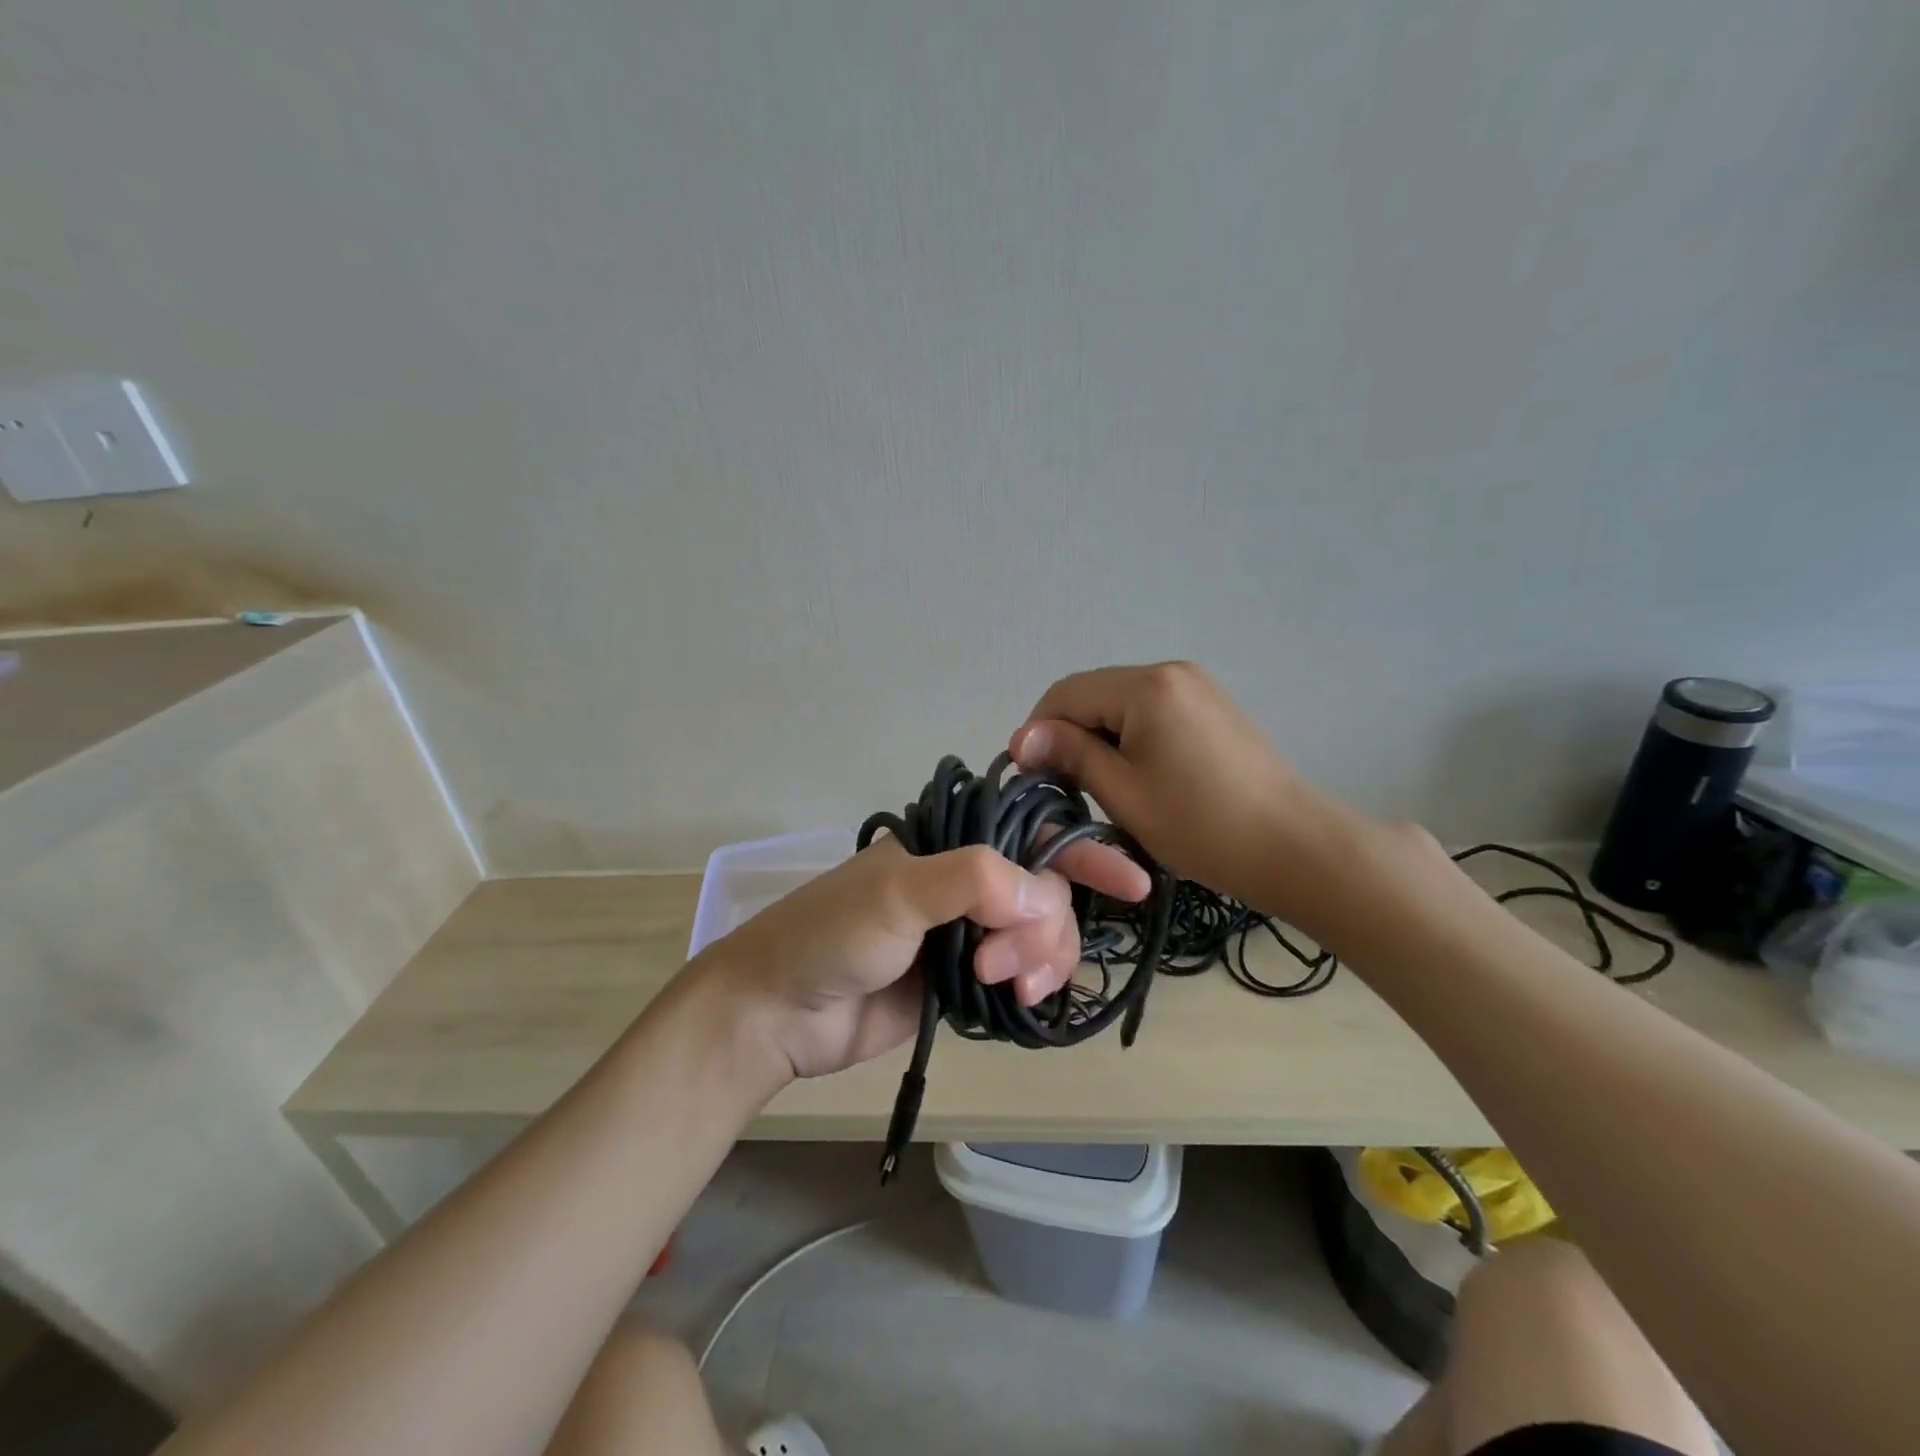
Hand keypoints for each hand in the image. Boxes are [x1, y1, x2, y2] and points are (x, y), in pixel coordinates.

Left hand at [695, 835, 1149, 1081]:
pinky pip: (1020, 973)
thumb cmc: (829, 937)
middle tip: (1003, 961)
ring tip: (1004, 986)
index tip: (1131, 882)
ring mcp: (966, 932)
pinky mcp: (963, 978)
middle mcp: (963, 882)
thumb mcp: (897, 895)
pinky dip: (1031, 984)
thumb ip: (972, 882)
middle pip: (1045, 891)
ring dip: (1040, 958)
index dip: (1082, 852)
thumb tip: (1043, 895)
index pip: (1029, 834)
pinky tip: (1018, 1000)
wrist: (779, 1012)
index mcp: (948, 846)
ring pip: (1039, 935)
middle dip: (1043, 926)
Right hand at [1009, 661, 1347, 917]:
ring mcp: (1196, 686)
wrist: (1294, 847)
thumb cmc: (1201, 826)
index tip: (1031, 777)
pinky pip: (1150, 710)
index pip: (1065, 694)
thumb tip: (1021, 737)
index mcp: (1147, 686)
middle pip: (1093, 693)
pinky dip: (1128, 736)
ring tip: (1099, 784)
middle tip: (1062, 786)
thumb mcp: (1124, 793)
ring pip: (1120, 703)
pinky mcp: (1211, 706)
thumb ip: (1071, 755)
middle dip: (1068, 734)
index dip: (1037, 732)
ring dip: (1097, 736)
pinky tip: (1135, 773)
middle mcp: (1170, 671)